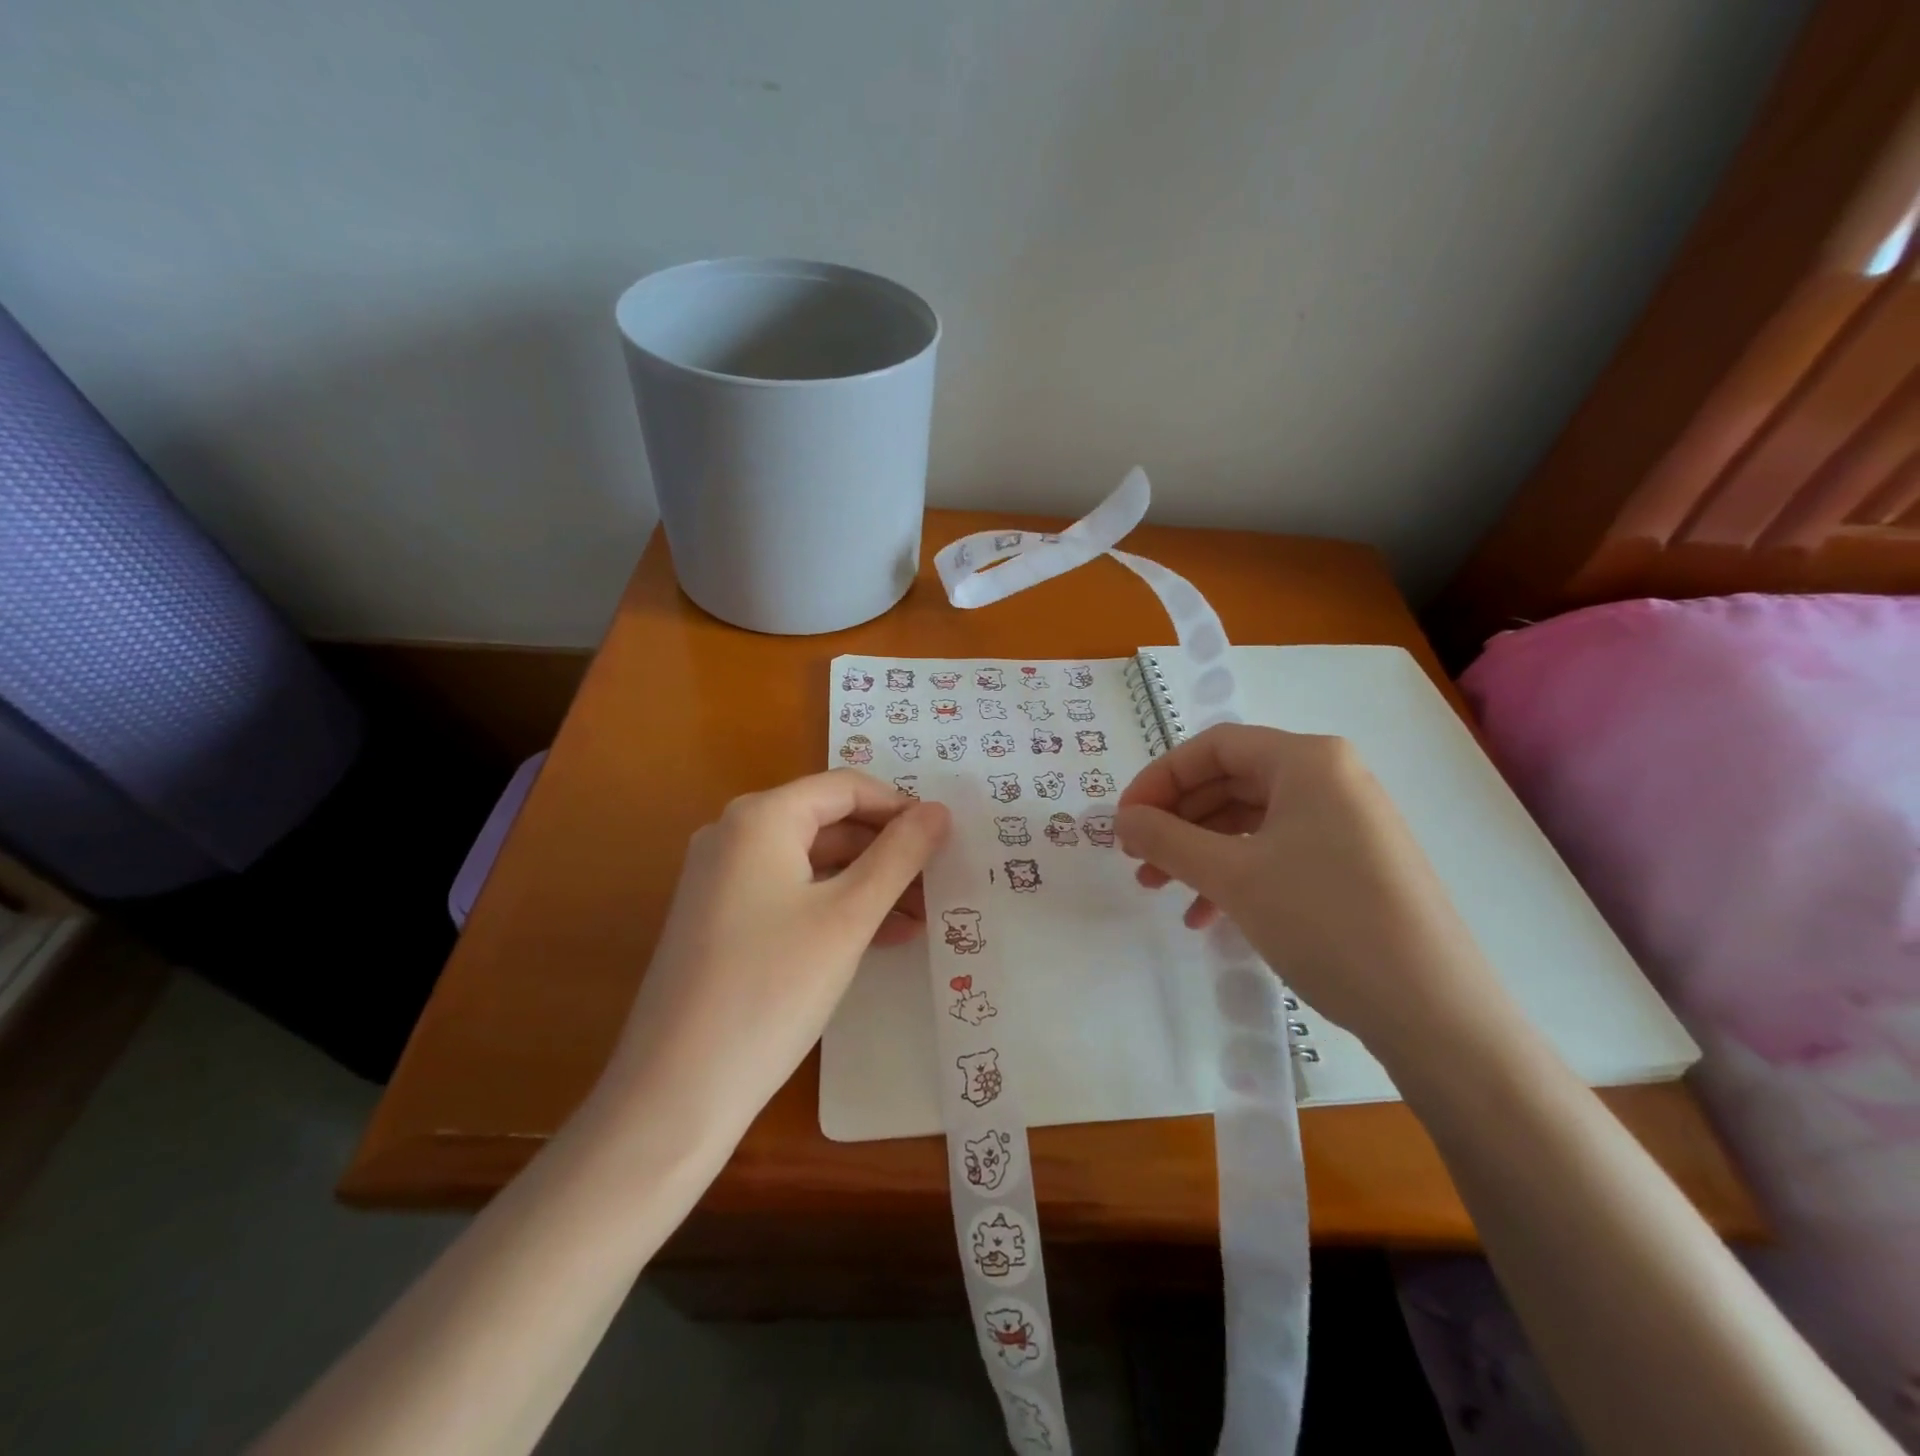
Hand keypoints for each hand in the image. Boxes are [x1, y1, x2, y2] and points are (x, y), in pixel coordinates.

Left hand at [593, 771, 949, 1144]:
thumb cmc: (771, 989)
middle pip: (829, 822)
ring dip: (868, 884)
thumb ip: (899, 856)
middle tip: (938, 883)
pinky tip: (879, 937)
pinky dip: (835, 907)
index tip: (945, 840)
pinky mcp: (719, 919)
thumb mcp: (848, 917)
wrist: (675, 1092)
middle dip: (887, 851)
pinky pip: (790, 893)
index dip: (900, 807)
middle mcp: (734, 835)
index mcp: (760, 818)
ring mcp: (721, 878)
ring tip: (920, 918)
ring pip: (812, 862)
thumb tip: (940, 811)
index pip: (845, 787)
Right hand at [1114, 724, 1499, 1061]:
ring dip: (1198, 852)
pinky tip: (1207, 915)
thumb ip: (1166, 839)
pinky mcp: (1352, 864)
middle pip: (1229, 781)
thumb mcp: (1232, 876)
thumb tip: (1121, 819)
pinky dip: (1235, 874)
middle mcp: (1330, 779)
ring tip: (1161, 890)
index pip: (1213, 747)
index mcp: (1308, 760)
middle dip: (1176, 820)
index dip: (1159, 779)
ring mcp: (1345, 822)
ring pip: (1249, 821)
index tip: (1123, 821)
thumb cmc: (1325, 922)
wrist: (1435, 1013)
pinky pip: (1276, 851)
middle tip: (1136, 859)